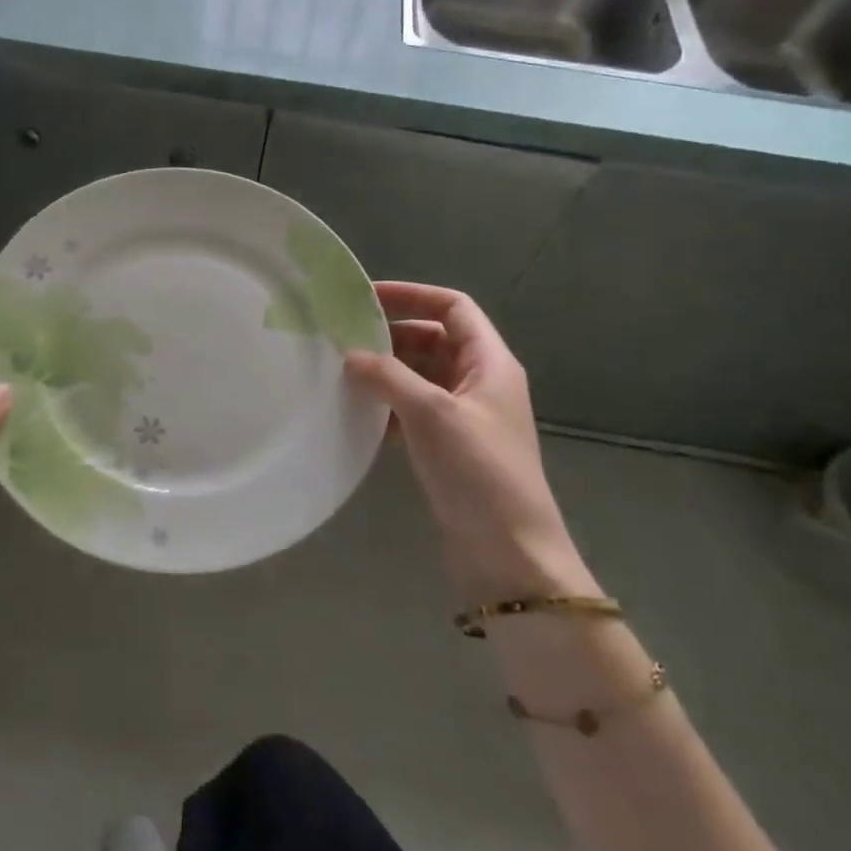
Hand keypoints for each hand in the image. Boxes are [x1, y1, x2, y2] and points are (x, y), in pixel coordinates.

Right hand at [346, 282, 592, 603]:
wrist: (509, 554)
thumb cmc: (479, 472)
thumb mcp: (432, 414)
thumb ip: (389, 377)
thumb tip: (350, 355)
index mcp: (490, 363)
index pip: (453, 307)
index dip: (413, 295)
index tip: (366, 297)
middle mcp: (481, 383)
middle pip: (434, 340)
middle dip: (391, 336)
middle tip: (343, 338)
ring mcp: (465, 418)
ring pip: (421, 378)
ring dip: (386, 372)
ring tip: (341, 373)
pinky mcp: (450, 449)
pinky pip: (414, 412)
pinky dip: (388, 407)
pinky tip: (357, 414)